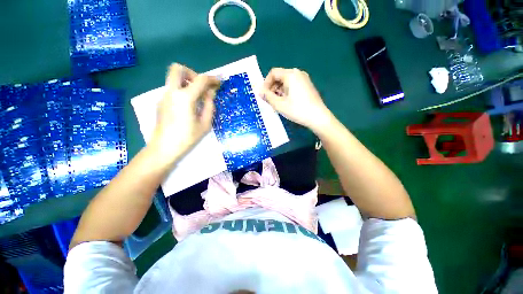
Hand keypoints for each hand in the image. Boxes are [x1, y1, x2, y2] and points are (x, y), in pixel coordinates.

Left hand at [149, 64, 219, 163]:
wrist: (164, 148)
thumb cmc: (187, 137)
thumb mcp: (205, 124)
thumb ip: (209, 106)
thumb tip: (211, 93)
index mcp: (185, 97)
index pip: (200, 80)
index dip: (212, 79)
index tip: (219, 82)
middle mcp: (172, 92)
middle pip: (178, 69)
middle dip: (193, 73)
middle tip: (201, 86)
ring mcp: (164, 96)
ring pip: (174, 79)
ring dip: (187, 82)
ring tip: (197, 98)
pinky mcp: (161, 102)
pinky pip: (173, 89)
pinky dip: (182, 91)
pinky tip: (189, 106)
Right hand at [260, 68, 333, 132]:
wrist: (318, 117)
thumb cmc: (297, 110)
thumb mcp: (279, 104)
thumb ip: (267, 96)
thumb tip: (258, 91)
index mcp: (291, 75)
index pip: (273, 73)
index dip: (266, 83)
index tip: (264, 95)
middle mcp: (298, 73)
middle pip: (280, 76)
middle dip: (272, 88)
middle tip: (270, 100)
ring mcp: (304, 79)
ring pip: (286, 82)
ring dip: (279, 90)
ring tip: (278, 103)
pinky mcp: (308, 86)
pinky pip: (293, 85)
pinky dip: (286, 91)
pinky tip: (287, 102)